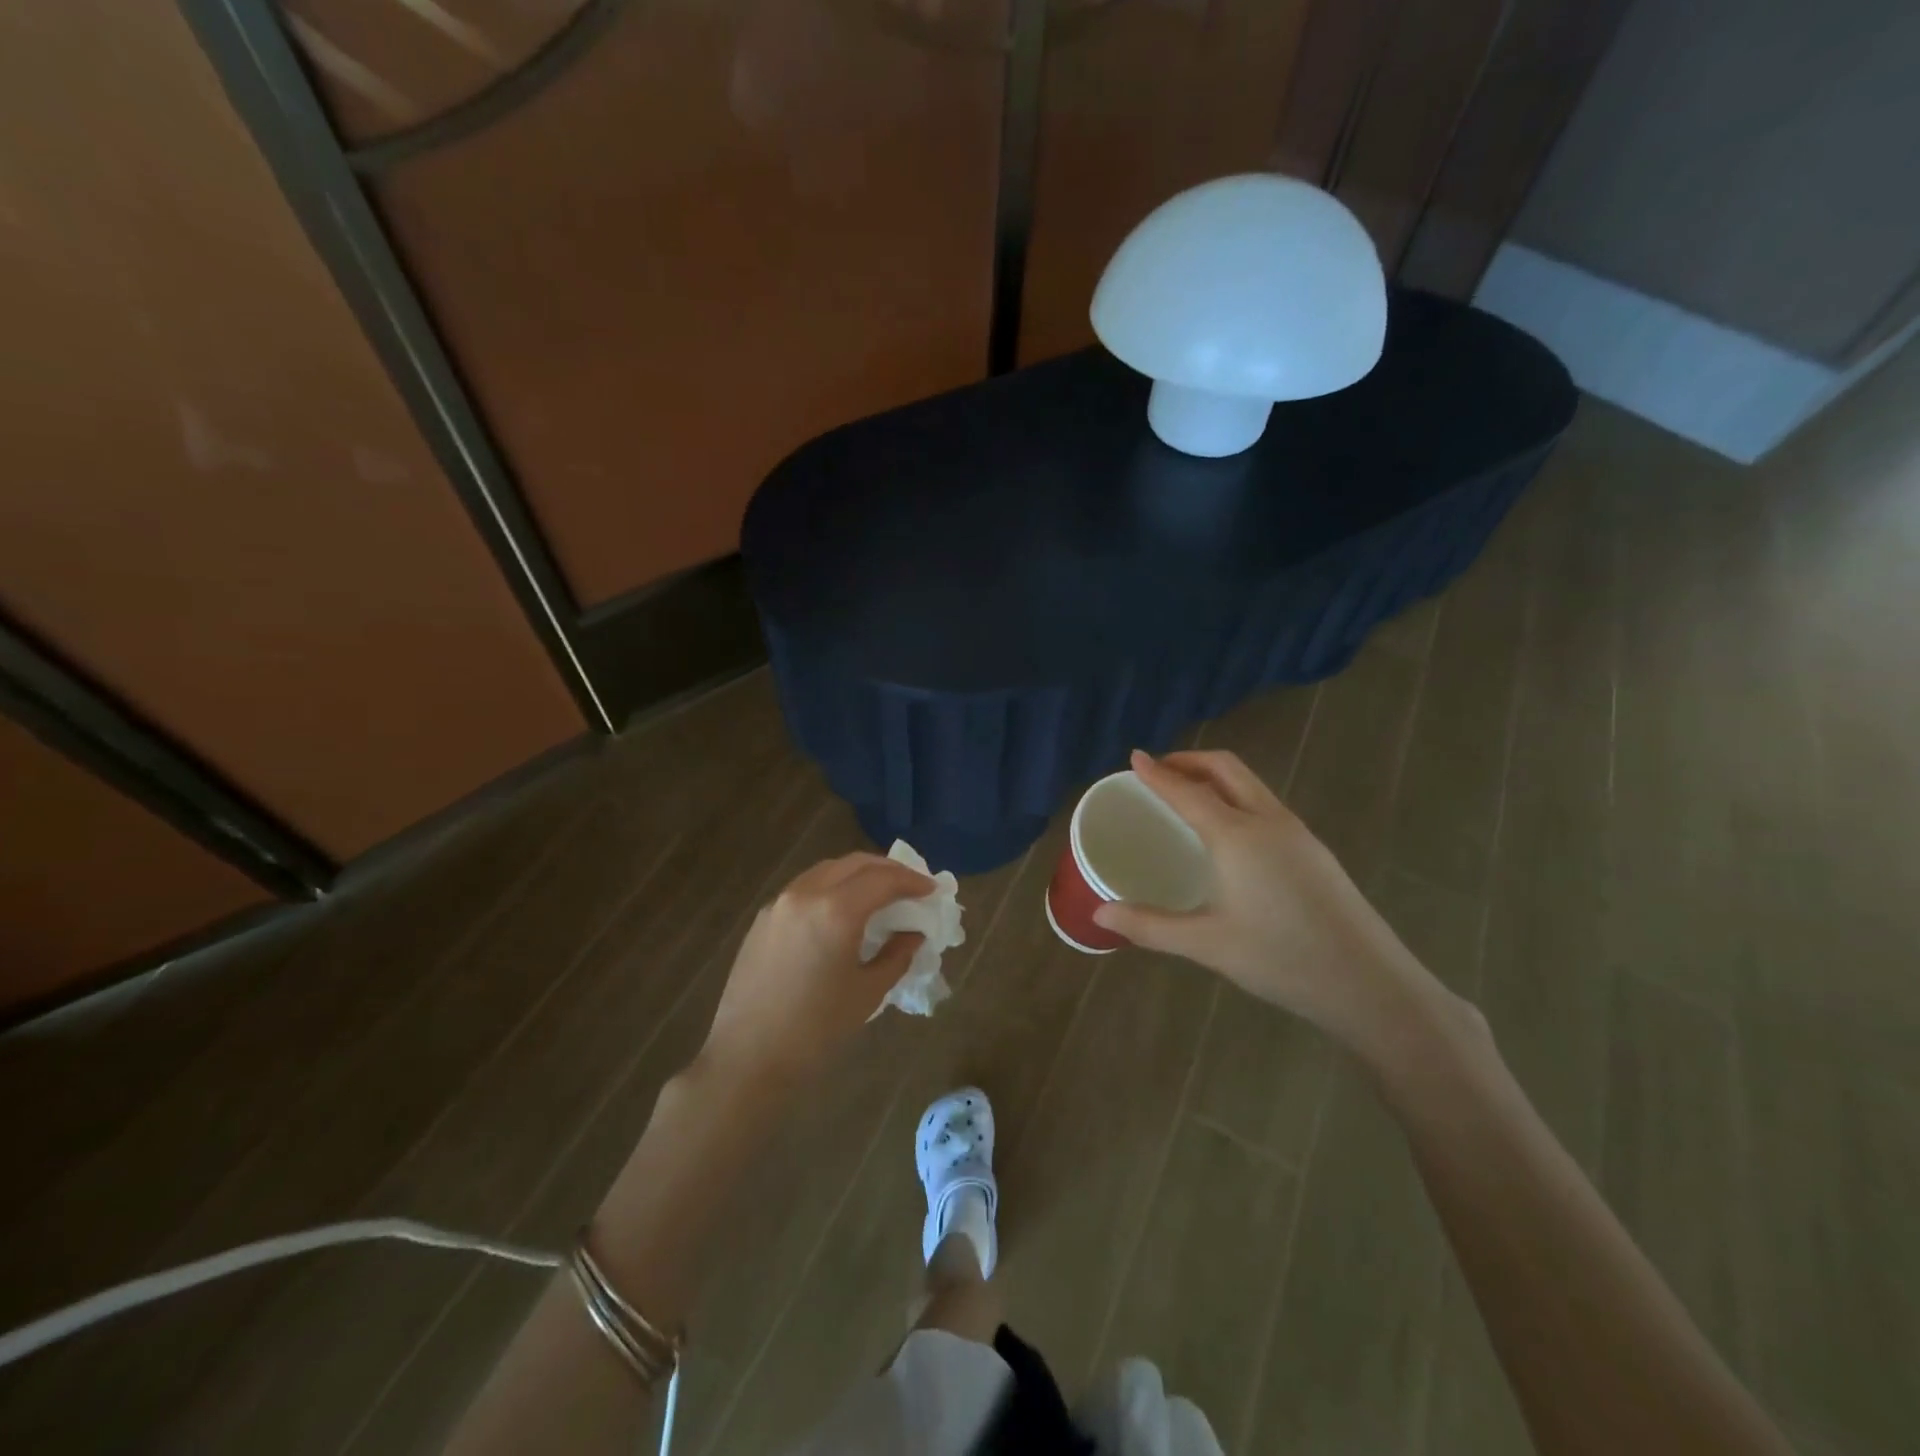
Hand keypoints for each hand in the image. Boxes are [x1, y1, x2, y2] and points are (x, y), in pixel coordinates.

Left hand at [702, 852, 933, 1084]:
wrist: (746, 1059)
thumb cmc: (815, 1030)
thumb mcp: (867, 992)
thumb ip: (896, 954)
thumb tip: (913, 933)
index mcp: (835, 911)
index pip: (883, 879)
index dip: (912, 881)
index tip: (932, 890)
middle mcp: (806, 894)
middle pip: (854, 864)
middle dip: (887, 870)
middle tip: (910, 885)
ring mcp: (780, 902)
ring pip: (827, 870)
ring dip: (858, 873)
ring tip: (879, 893)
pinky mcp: (763, 918)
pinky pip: (806, 887)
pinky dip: (832, 886)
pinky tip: (842, 909)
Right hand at [1092, 749, 1443, 1047]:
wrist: (1370, 984)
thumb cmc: (1282, 959)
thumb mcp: (1206, 945)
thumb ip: (1149, 926)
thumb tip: (1099, 913)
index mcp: (1237, 836)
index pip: (1187, 790)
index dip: (1158, 773)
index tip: (1134, 757)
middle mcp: (1268, 821)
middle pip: (1226, 769)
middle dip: (1189, 760)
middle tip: (1159, 771)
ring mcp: (1298, 833)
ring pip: (1250, 784)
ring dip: (1215, 776)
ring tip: (1187, 794)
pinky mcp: (1314, 850)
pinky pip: (1265, 804)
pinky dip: (1235, 796)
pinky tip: (1228, 830)